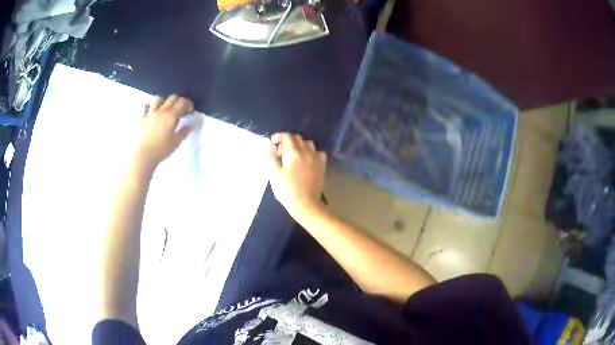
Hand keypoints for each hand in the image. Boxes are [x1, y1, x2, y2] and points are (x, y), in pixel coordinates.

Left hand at [135, 95, 193, 166]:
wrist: (142, 155)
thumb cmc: (160, 150)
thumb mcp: (175, 143)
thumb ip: (183, 132)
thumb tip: (190, 125)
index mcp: (171, 116)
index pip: (182, 103)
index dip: (188, 103)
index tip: (190, 110)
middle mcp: (161, 111)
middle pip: (172, 98)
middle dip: (179, 100)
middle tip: (181, 108)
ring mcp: (150, 113)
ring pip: (158, 99)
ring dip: (164, 100)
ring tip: (165, 107)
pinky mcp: (141, 118)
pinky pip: (145, 107)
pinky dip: (150, 106)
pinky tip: (151, 111)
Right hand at [268, 133, 326, 218]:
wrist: (306, 204)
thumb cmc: (287, 190)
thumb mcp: (274, 174)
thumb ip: (271, 156)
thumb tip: (268, 143)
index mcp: (293, 152)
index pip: (286, 136)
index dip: (278, 137)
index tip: (272, 143)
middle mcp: (306, 151)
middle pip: (297, 138)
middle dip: (287, 140)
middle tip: (280, 151)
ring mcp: (316, 157)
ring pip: (308, 143)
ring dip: (299, 145)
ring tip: (293, 155)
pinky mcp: (322, 165)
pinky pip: (317, 152)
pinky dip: (311, 152)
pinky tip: (306, 160)